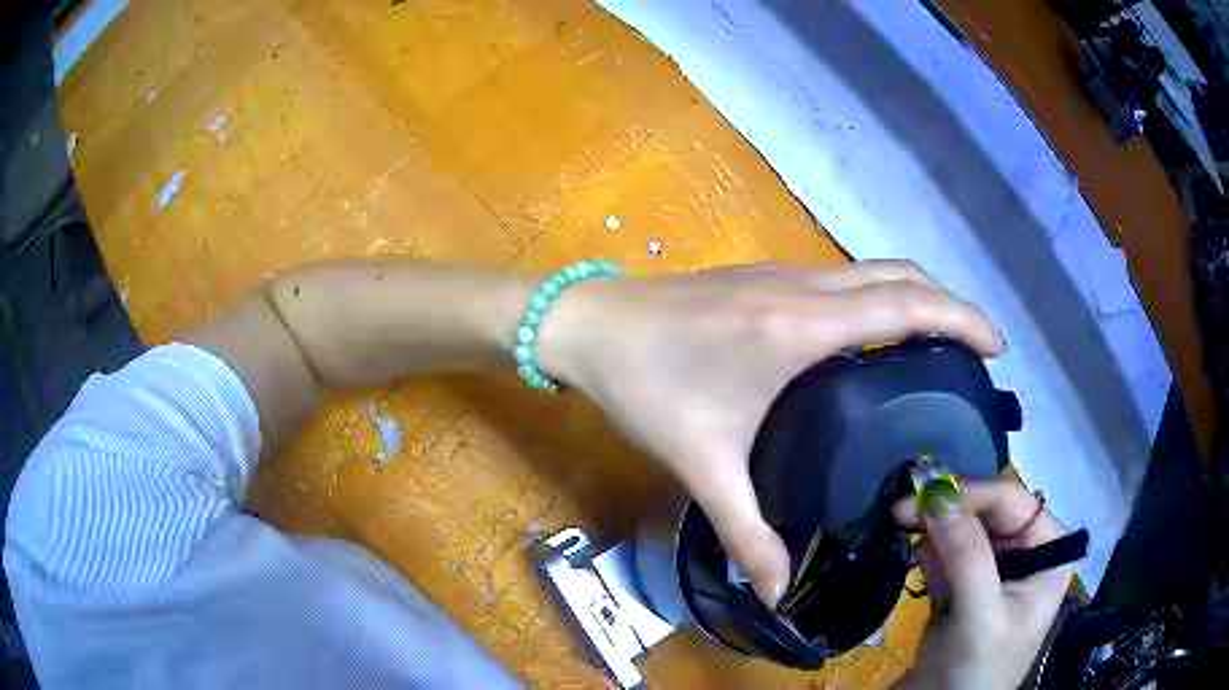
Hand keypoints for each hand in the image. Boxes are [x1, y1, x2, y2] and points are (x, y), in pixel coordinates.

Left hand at [536, 261, 1005, 604]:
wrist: (587, 326)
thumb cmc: (645, 386)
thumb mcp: (702, 465)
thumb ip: (746, 532)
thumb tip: (776, 591)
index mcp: (802, 326)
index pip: (906, 306)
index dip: (961, 319)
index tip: (996, 346)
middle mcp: (804, 287)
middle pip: (900, 276)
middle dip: (950, 303)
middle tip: (977, 349)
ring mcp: (783, 275)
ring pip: (872, 270)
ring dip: (915, 294)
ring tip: (941, 342)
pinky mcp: (764, 277)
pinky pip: (843, 277)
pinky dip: (879, 294)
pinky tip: (877, 334)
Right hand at [892, 479, 1073, 688]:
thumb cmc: (975, 671)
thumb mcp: (978, 618)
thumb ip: (967, 558)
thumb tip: (939, 499)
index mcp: (1047, 552)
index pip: (1014, 503)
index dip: (972, 494)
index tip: (925, 494)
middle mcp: (1027, 551)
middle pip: (988, 511)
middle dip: (949, 509)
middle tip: (903, 508)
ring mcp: (997, 567)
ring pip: (964, 526)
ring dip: (935, 527)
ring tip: (902, 525)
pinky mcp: (967, 582)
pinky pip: (948, 550)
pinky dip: (929, 548)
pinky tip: (916, 553)